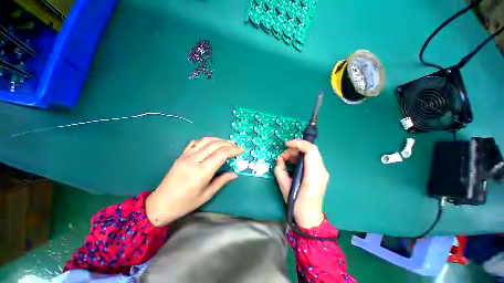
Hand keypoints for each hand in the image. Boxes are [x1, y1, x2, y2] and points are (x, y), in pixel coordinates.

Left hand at [146, 137, 242, 226]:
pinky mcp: (181, 155)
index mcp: (201, 172)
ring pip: (205, 141)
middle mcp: (194, 160)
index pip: (221, 154)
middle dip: (228, 144)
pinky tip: (211, 144)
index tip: (241, 150)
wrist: (161, 203)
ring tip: (228, 143)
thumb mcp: (206, 194)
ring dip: (219, 140)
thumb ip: (222, 181)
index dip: (233, 150)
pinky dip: (206, 140)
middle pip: (215, 145)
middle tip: (237, 146)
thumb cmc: (185, 203)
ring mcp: (186, 156)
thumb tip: (235, 174)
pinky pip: (195, 142)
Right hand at [274, 140, 328, 228]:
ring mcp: (323, 172)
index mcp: (313, 175)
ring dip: (298, 153)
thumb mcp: (284, 186)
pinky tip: (294, 163)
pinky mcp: (321, 173)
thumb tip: (280, 159)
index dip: (298, 144)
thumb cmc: (297, 203)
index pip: (310, 150)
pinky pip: (312, 159)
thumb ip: (280, 170)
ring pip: (312, 153)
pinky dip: (302, 157)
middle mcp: (321, 171)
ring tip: (287, 159)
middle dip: (295, 148)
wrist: (310, 216)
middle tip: (284, 156)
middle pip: (311, 149)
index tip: (286, 145)